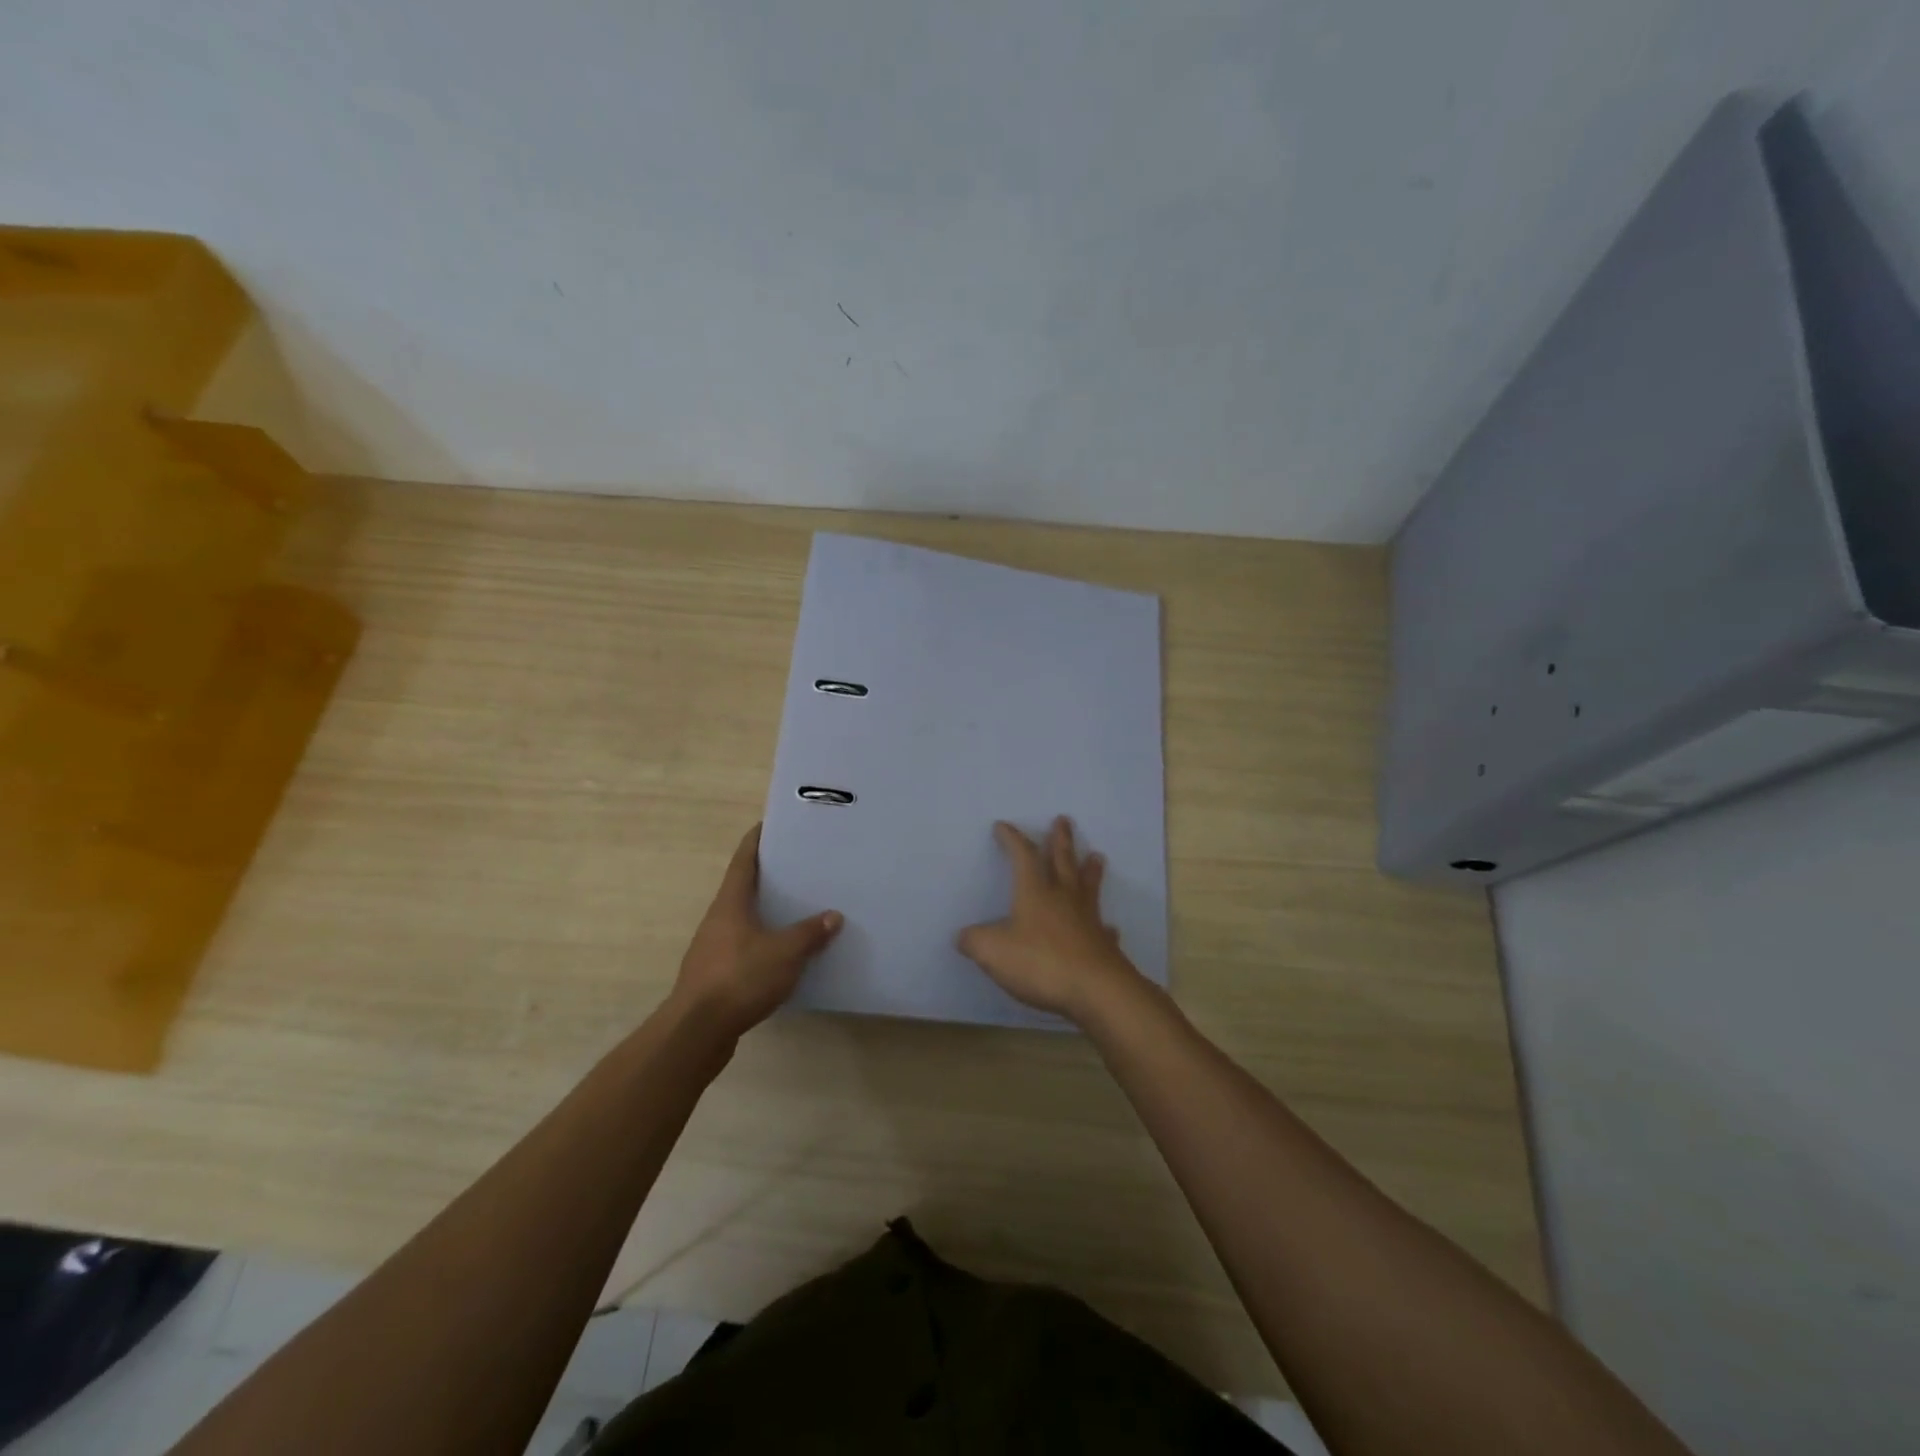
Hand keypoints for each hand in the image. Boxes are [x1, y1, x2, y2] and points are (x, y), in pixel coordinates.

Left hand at [672, 824, 841, 1038]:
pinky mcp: (716, 975)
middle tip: (801, 867)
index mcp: (731, 903)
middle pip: (744, 888)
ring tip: (800, 909)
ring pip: (745, 920)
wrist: (697, 1031)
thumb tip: (833, 916)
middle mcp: (718, 919)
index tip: (774, 824)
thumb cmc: (740, 978)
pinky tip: (786, 955)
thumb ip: (810, 933)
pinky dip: (765, 943)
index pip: (743, 860)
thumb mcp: (785, 953)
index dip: (757, 839)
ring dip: (768, 913)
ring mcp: (714, 948)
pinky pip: (746, 948)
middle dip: (770, 876)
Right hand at [957, 816, 1141, 1021]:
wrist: (1096, 990)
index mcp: (1035, 893)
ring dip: (1091, 871)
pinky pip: (1104, 930)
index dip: (1013, 839)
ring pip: (1089, 888)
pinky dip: (1104, 926)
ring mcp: (1087, 921)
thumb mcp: (993, 951)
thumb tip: (963, 936)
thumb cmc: (1040, 963)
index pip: (1023, 856)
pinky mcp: (1103, 946)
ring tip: (1097, 857)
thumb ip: (974, 941)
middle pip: (1063, 862)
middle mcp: (1064, 899)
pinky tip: (1109, 927)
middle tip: (1064, 820)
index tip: (1003, 825)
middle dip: (1061, 840)